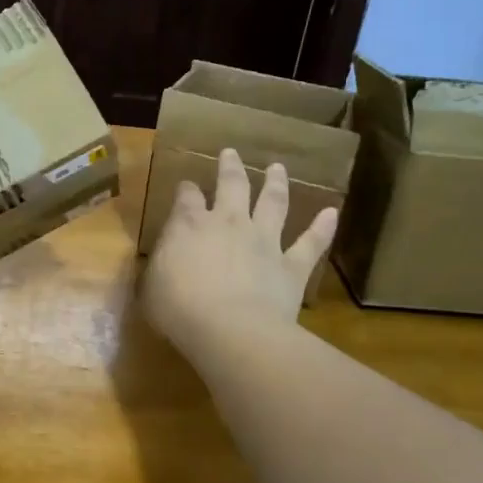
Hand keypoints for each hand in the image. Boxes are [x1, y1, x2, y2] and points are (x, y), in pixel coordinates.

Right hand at [143, 147, 336, 359]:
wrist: (230, 330)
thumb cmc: (179, 309)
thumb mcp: (150, 286)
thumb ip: (159, 266)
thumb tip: (163, 258)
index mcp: (189, 225)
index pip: (187, 197)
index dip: (186, 190)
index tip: (186, 186)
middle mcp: (229, 223)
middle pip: (232, 185)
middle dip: (230, 168)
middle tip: (231, 153)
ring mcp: (264, 241)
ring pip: (273, 203)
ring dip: (276, 183)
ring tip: (278, 168)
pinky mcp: (291, 266)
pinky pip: (311, 243)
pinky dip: (323, 227)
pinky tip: (332, 212)